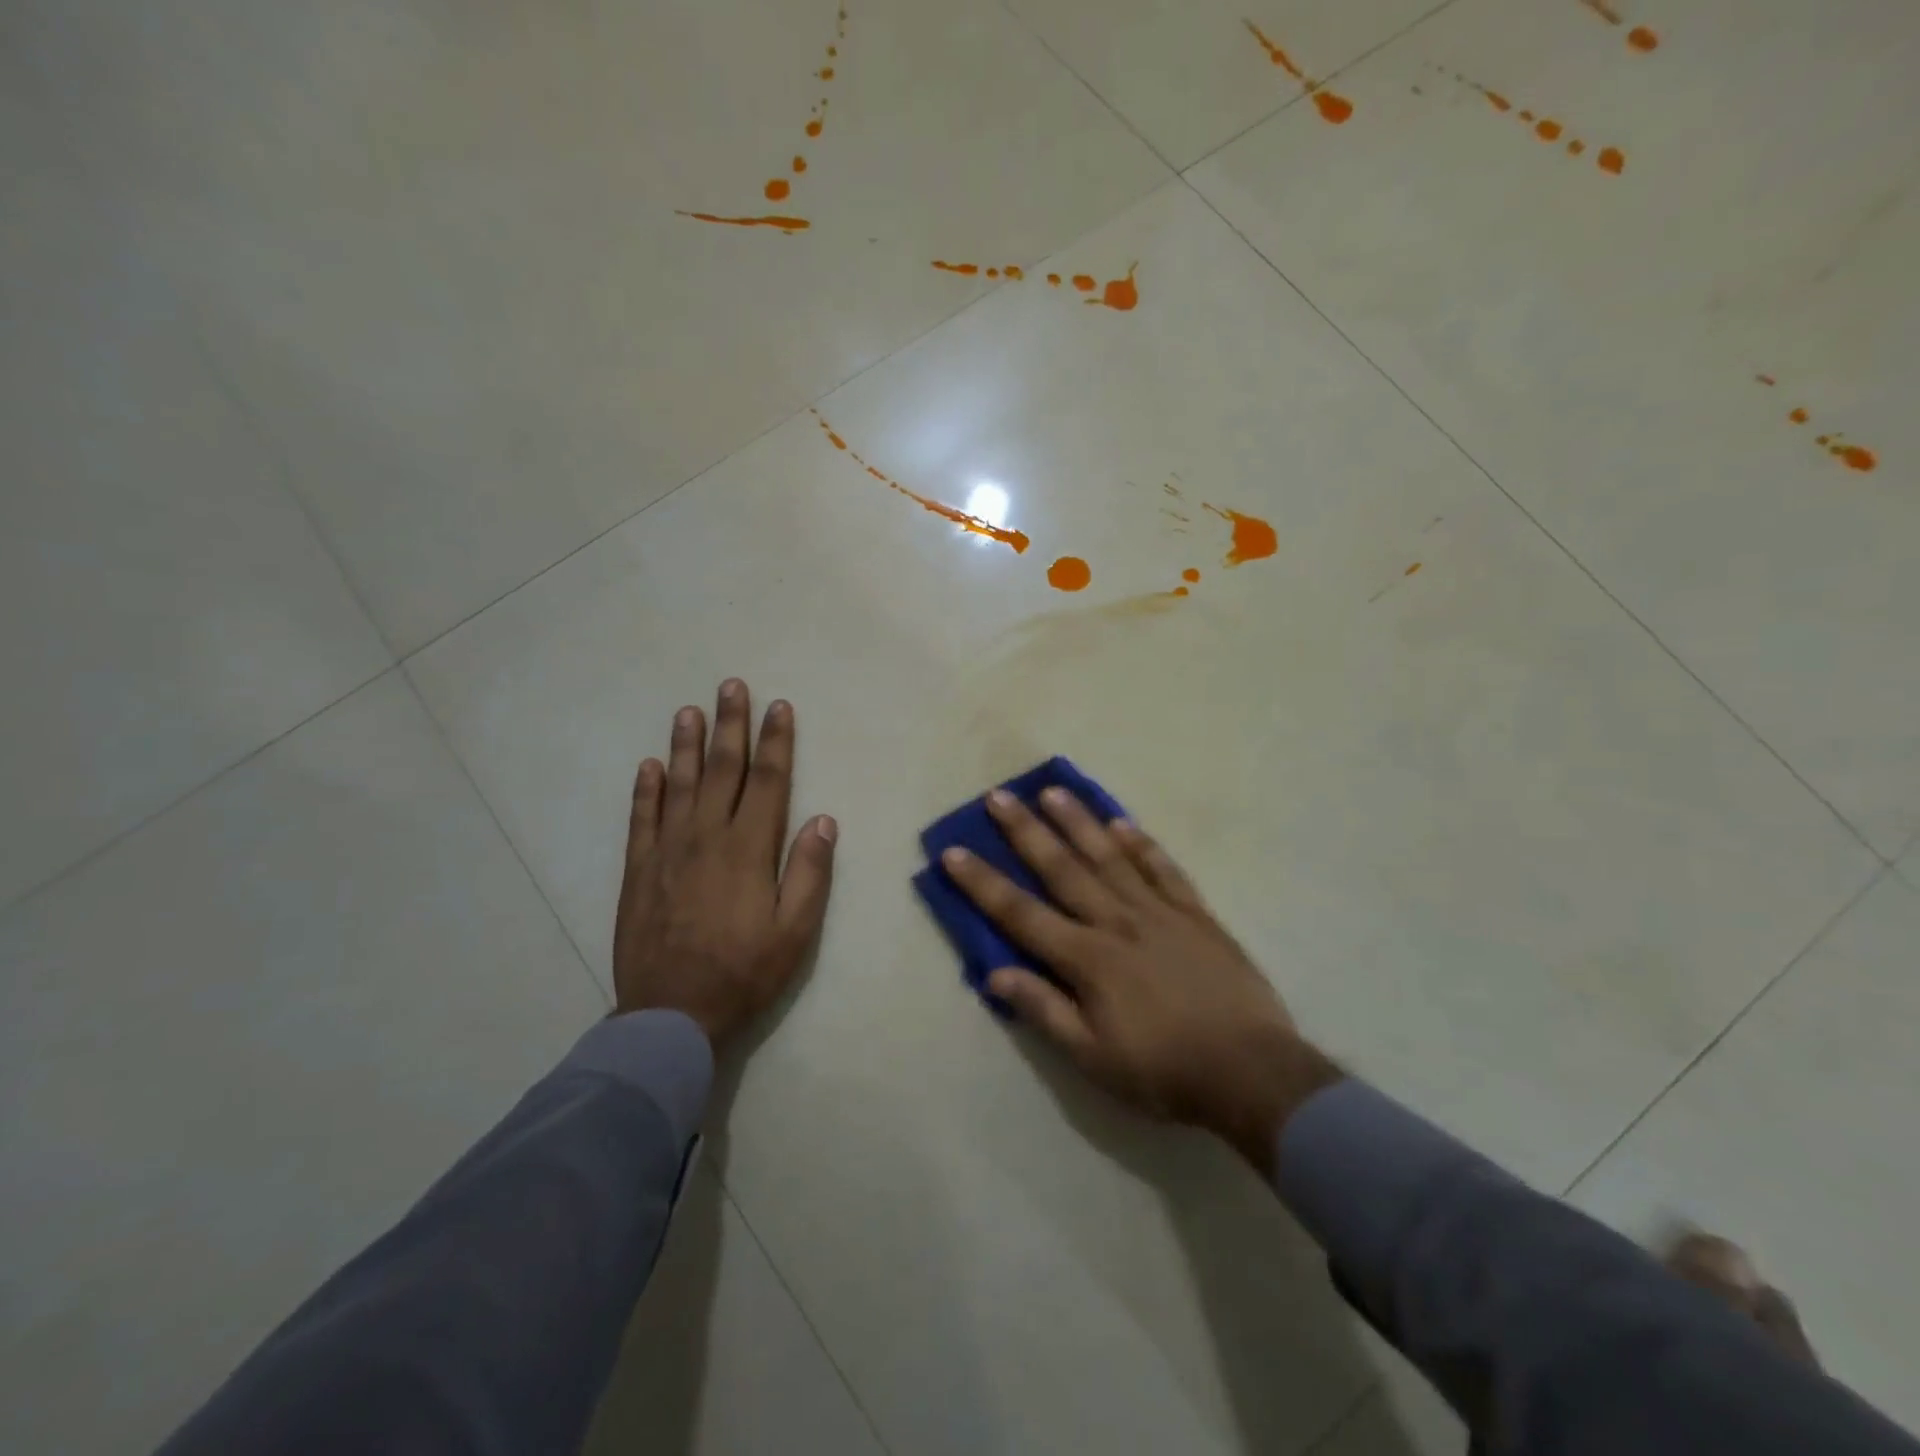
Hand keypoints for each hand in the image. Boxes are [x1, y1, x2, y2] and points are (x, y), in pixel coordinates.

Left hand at [613, 679, 836, 1045]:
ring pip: (679, 784)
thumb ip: (809, 872)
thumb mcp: (795, 931)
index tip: (779, 707)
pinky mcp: (638, 870)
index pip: (768, 782)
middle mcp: (706, 837)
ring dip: (686, 744)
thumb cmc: (745, 973)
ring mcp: (667, 851)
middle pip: (722, 770)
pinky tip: (650, 765)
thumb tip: (822, 820)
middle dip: (730, 725)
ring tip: (689, 710)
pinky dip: (646, 789)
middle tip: (732, 686)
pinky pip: (641, 818)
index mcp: (749, 849)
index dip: (776, 742)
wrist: (672, 1015)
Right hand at [940, 788, 1339, 1173]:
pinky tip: (1122, 822)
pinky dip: (1141, 844)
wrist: (1252, 1072)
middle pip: (1062, 869)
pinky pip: (1163, 869)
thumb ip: (1044, 1011)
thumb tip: (994, 973)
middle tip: (998, 796)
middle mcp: (1117, 922)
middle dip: (1025, 831)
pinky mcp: (1195, 914)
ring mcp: (1159, 912)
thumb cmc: (1164, 1071)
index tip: (954, 851)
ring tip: (1053, 790)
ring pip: (1110, 856)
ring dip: (1078, 822)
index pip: (1021, 913)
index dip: (983, 883)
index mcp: (1087, 959)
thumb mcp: (1093, 1058)